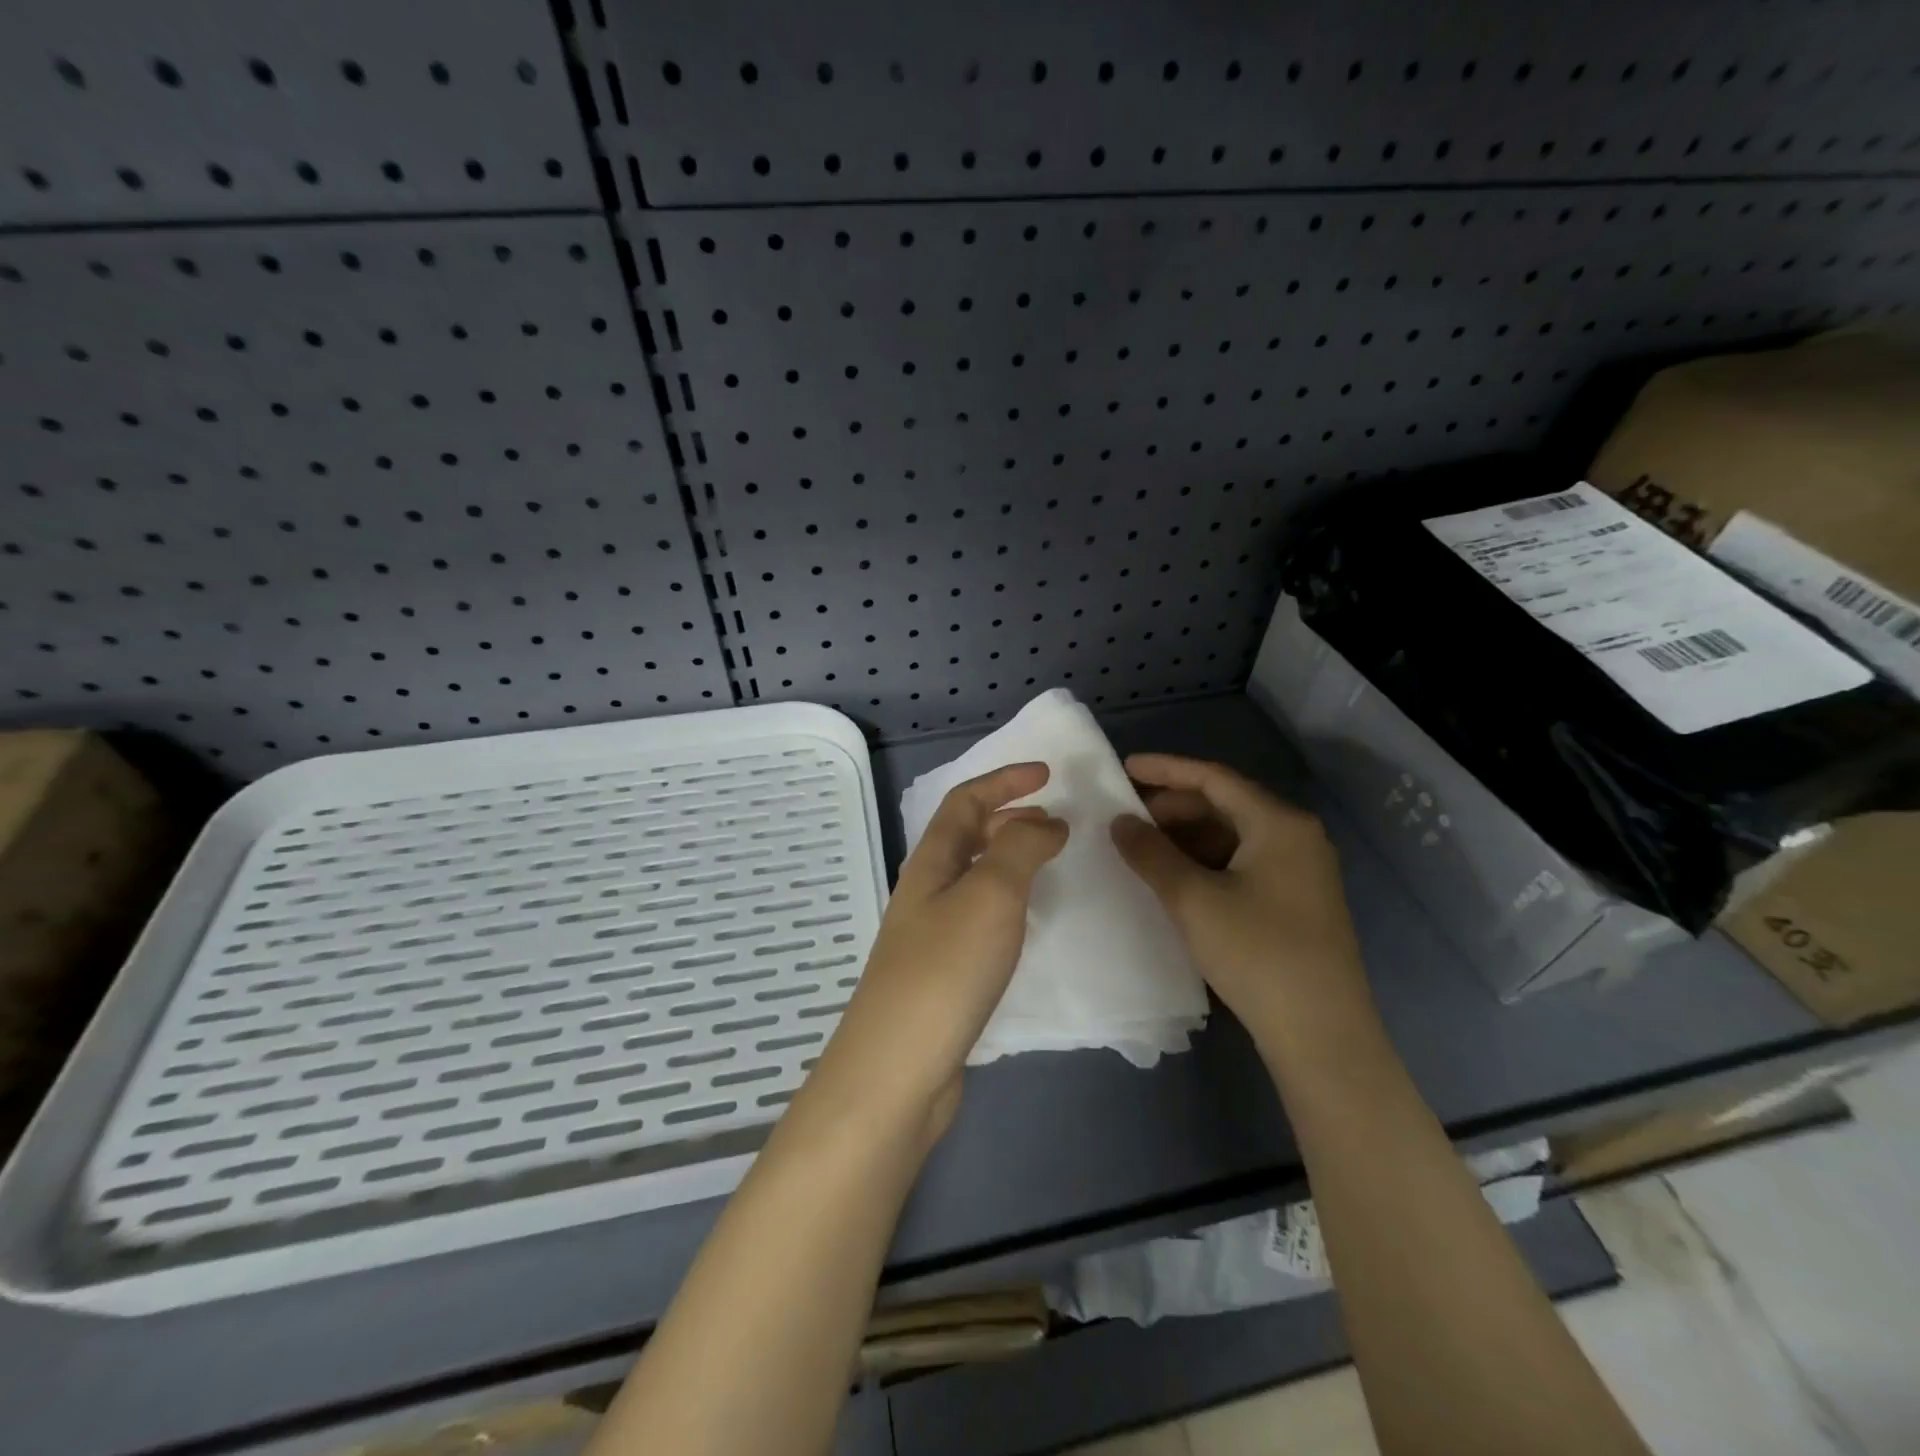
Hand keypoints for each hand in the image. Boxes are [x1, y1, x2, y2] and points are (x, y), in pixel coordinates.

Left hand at [804, 763, 1066, 1146]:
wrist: (898, 1068)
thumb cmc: (945, 970)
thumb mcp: (991, 895)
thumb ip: (1020, 848)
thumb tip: (1045, 821)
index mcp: (931, 862)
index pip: (965, 801)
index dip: (1004, 780)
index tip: (1048, 774)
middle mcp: (925, 890)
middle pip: (965, 835)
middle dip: (1008, 816)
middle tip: (1054, 820)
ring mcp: (930, 934)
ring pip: (972, 876)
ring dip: (1008, 857)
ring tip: (1048, 861)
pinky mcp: (941, 973)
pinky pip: (978, 915)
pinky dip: (1007, 900)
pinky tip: (1026, 922)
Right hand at [1109, 754, 1375, 1055]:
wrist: (1321, 1034)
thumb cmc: (1257, 953)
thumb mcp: (1193, 900)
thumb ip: (1151, 853)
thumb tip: (1120, 821)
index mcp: (1279, 823)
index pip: (1213, 778)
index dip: (1165, 770)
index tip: (1123, 768)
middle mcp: (1296, 836)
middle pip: (1225, 804)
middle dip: (1173, 807)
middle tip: (1127, 817)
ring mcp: (1300, 870)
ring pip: (1233, 835)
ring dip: (1187, 836)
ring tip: (1143, 848)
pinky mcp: (1296, 900)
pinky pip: (1243, 862)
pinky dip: (1206, 861)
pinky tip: (1176, 878)